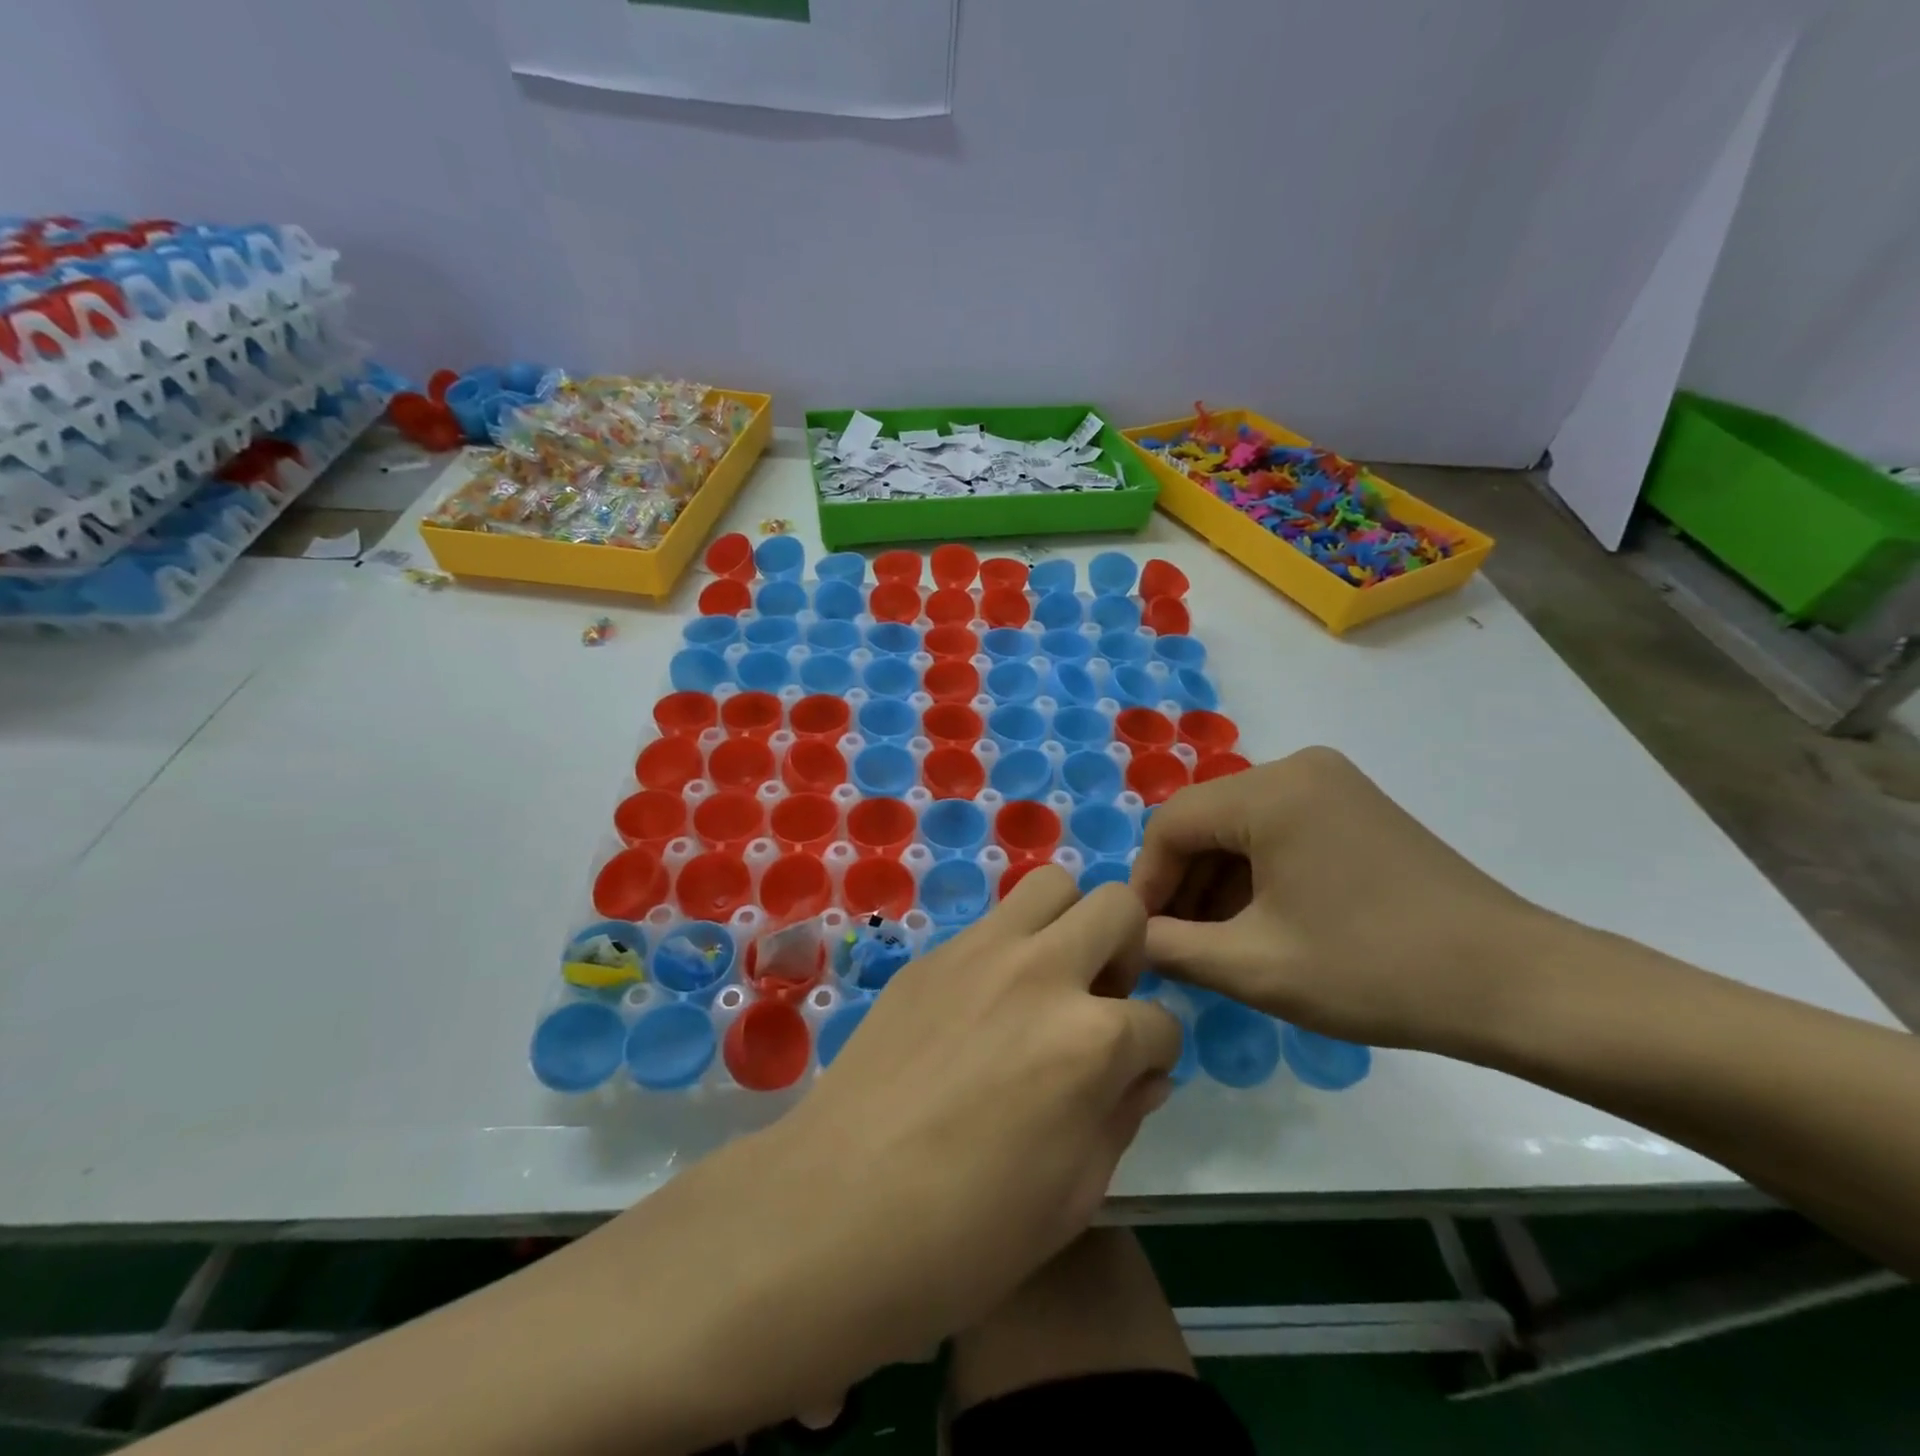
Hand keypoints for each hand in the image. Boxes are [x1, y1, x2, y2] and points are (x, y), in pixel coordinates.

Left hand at [637, 869, 1182, 1431]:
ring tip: (1048, 981)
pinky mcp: (930, 956)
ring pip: (1051, 885)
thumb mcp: (1075, 1194)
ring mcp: (980, 953)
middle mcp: (1043, 973)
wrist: (837, 1210)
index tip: (1135, 1075)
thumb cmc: (967, 1233)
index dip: (1156, 1054)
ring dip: (1068, 924)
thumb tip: (1143, 1073)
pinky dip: (1008, 949)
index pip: (1161, 1022)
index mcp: (1091, 1039)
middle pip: (1118, 908)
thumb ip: (1122, 1116)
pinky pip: (990, 924)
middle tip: (1099, 1001)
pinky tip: (982, 1004)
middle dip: (1128, 951)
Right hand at [1130, 746, 1561, 1054]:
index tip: (1141, 937)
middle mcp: (1297, 768)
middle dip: (1183, 885)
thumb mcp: (1255, 967)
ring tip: (1214, 945)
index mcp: (1271, 791)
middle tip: (1175, 947)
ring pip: (1240, 828)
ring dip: (1217, 883)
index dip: (1146, 882)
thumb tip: (1128, 936)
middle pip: (1206, 822)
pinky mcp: (1354, 807)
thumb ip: (1172, 947)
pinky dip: (1256, 875)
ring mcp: (1331, 784)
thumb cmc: (1374, 970)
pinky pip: (1278, 831)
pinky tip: (1258, 924)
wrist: (1515, 983)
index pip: (1171, 824)